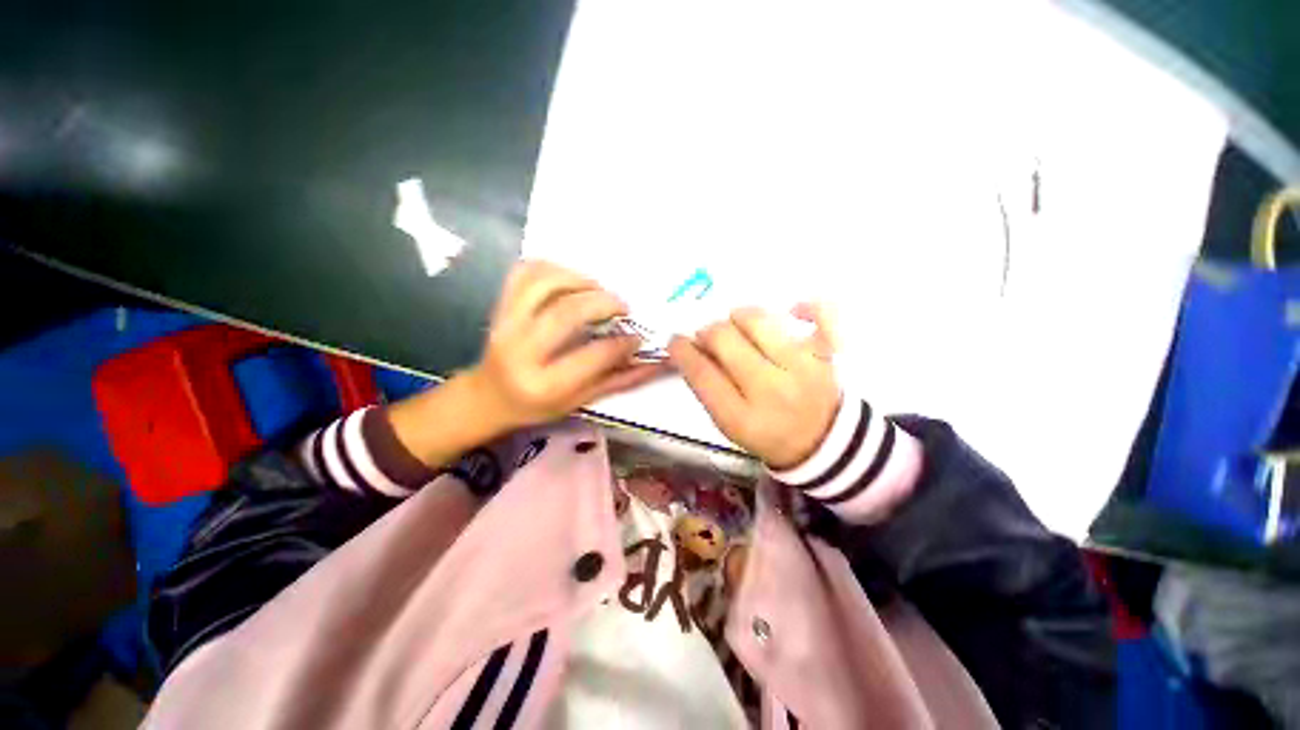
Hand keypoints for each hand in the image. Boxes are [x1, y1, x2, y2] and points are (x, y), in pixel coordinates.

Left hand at [465, 260, 664, 430]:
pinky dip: (551, 268)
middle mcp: (522, 351)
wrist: (488, 396)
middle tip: (623, 307)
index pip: (594, 355)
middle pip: (567, 312)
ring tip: (598, 291)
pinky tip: (570, 280)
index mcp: (545, 384)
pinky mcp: (499, 306)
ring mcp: (506, 324)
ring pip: (544, 283)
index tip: (638, 336)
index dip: (623, 342)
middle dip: (604, 303)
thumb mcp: (581, 400)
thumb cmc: (537, 406)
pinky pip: (523, 273)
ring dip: (579, 279)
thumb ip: (619, 380)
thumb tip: (657, 362)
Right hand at [668, 304, 839, 468]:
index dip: (682, 351)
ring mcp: (803, 366)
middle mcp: (771, 389)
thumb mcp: (729, 425)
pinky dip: (806, 305)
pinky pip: (822, 312)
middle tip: (708, 337)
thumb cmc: (768, 434)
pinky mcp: (827, 352)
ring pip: (758, 320)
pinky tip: (792, 311)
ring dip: (738, 318)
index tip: (676, 340)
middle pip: (725, 338)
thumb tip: (692, 348)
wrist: (825, 443)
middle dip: (708, 332)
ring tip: (738, 328)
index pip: (701, 373)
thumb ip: (707, 388)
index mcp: (742, 417)